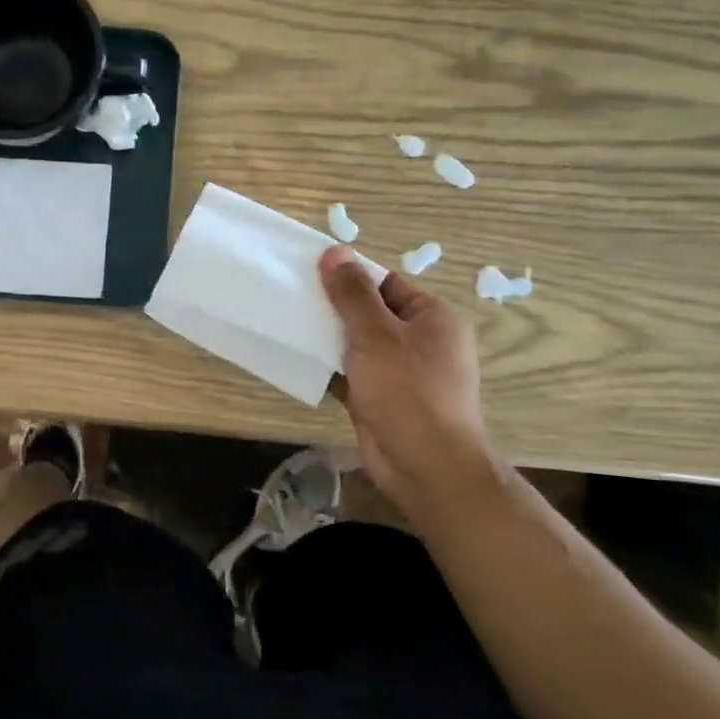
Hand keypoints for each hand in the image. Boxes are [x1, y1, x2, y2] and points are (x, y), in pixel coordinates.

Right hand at [319, 246, 497, 521]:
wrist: (426, 467)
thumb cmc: (408, 391)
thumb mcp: (376, 334)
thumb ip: (352, 294)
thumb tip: (335, 251)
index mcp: (431, 317)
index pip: (386, 283)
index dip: (350, 277)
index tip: (310, 273)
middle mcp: (420, 341)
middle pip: (370, 313)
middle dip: (334, 308)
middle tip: (293, 298)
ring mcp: (401, 373)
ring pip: (358, 344)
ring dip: (328, 338)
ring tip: (288, 324)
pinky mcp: (382, 399)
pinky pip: (352, 373)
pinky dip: (330, 368)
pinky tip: (299, 360)